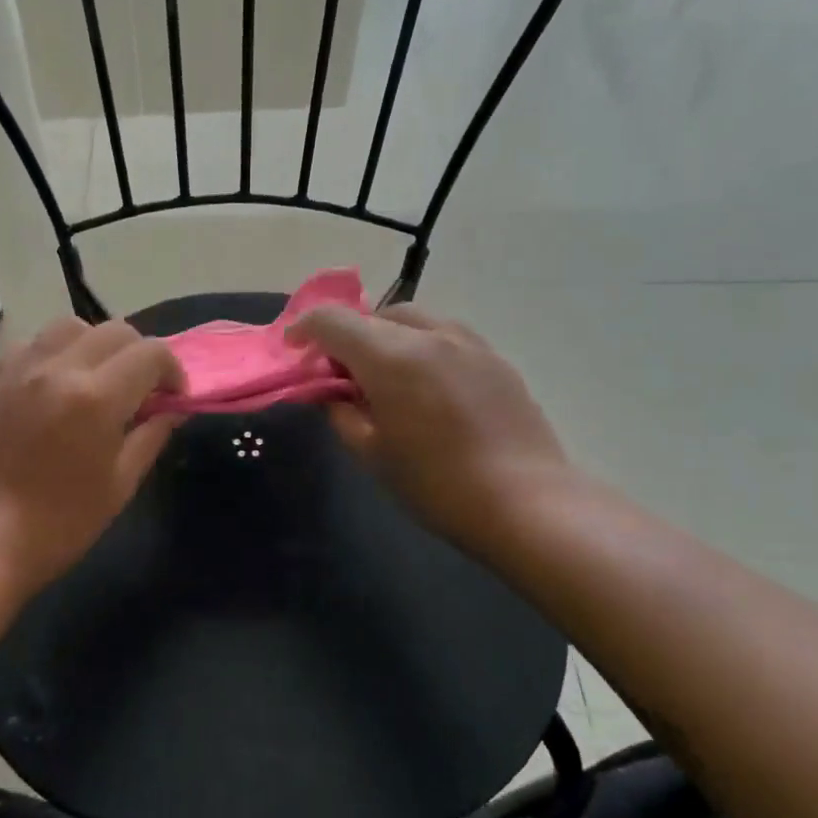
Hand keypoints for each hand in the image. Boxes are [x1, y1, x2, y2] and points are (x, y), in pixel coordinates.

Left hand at [0, 317, 183, 596]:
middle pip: (115, 331)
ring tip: (98, 381)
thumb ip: (151, 437)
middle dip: (140, 354)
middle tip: (142, 391)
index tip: (173, 397)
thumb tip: (173, 409)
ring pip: (71, 326)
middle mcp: (58, 368)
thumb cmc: (58, 525)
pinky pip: (33, 343)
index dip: (172, 371)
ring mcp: (20, 369)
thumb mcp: (119, 486)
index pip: (150, 354)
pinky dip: (56, 352)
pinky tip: (56, 387)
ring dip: (97, 345)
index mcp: (96, 397)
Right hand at [287, 304, 571, 549]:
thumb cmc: (435, 483)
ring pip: (414, 320)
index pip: (333, 321)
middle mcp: (429, 336)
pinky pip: (446, 336)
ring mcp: (469, 343)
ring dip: (387, 336)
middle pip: (374, 316)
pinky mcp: (496, 359)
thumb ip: (342, 413)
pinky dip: (422, 347)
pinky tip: (427, 384)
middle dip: (348, 336)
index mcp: (390, 357)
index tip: (293, 349)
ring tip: (385, 374)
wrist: (524, 501)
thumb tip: (332, 393)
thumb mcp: (372, 454)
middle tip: (340, 373)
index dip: (305, 329)